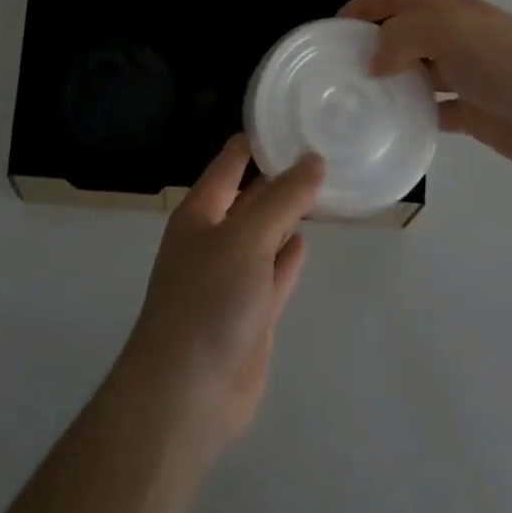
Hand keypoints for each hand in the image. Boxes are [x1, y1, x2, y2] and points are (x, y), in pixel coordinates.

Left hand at [117, 136, 323, 451]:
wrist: (187, 395)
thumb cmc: (208, 299)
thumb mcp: (246, 236)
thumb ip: (282, 198)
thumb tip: (313, 159)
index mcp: (201, 211)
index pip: (231, 161)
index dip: (259, 139)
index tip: (295, 118)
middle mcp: (214, 237)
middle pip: (251, 196)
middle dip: (281, 175)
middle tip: (323, 148)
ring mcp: (232, 277)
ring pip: (265, 234)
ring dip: (288, 214)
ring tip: (324, 186)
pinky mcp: (251, 313)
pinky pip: (274, 273)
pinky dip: (289, 256)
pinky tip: (307, 239)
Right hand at [342, 0, 511, 170]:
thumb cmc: (500, 58)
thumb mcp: (443, 30)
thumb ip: (399, 37)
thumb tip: (373, 62)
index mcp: (445, 8)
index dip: (366, 3)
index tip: (336, 26)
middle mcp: (452, 35)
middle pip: (403, 32)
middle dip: (373, 44)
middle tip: (340, 68)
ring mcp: (463, 73)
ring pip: (416, 72)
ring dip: (391, 82)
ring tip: (358, 99)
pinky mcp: (472, 111)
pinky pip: (434, 110)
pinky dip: (414, 115)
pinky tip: (392, 127)